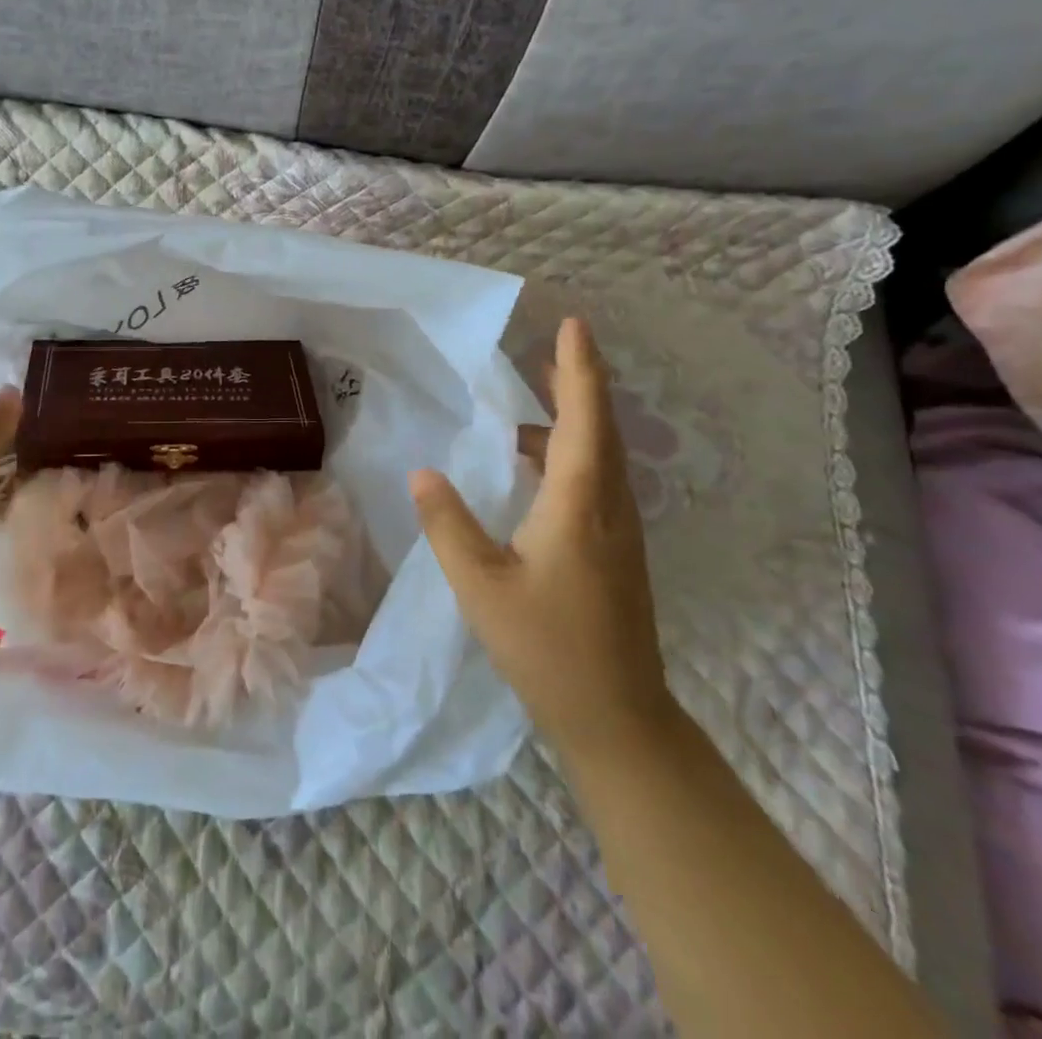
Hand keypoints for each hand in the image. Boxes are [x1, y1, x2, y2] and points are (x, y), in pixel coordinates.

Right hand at [410, 317, 677, 764]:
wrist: (617, 717)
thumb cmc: (546, 647)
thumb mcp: (480, 584)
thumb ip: (448, 524)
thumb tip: (423, 472)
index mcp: (580, 505)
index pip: (585, 420)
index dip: (579, 369)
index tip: (573, 325)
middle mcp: (609, 507)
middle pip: (599, 429)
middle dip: (578, 383)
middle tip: (548, 349)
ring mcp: (619, 531)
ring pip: (599, 456)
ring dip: (571, 421)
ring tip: (528, 405)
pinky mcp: (615, 551)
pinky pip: (595, 482)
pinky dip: (568, 455)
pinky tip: (533, 469)